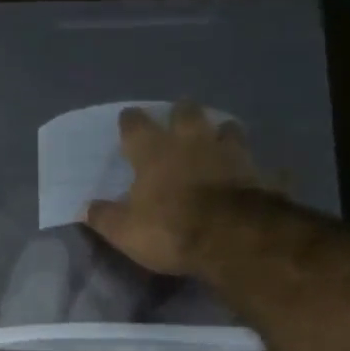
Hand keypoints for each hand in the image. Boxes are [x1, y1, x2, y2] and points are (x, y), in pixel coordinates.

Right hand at [84, 100, 260, 274]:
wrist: (230, 237)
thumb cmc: (168, 229)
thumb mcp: (124, 230)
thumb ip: (104, 216)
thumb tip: (84, 208)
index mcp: (155, 152)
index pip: (136, 127)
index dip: (131, 121)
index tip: (128, 117)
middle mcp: (193, 143)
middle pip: (187, 114)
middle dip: (181, 113)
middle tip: (180, 115)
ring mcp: (232, 155)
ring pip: (229, 129)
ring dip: (223, 132)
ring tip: (221, 136)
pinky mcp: (261, 175)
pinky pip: (266, 168)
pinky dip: (264, 171)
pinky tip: (266, 174)